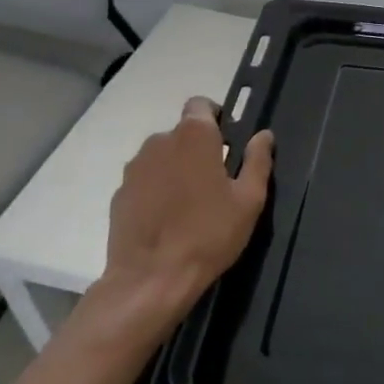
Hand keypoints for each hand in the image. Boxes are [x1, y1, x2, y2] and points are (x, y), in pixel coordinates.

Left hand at [96, 98, 274, 339]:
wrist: (151, 278)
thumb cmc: (209, 234)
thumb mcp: (249, 200)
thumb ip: (258, 161)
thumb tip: (263, 135)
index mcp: (194, 136)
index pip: (201, 105)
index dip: (216, 117)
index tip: (229, 142)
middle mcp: (159, 142)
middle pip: (182, 133)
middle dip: (199, 148)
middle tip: (217, 180)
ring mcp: (134, 169)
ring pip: (162, 157)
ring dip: (176, 169)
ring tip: (191, 203)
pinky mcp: (119, 194)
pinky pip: (145, 181)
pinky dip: (157, 190)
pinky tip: (169, 220)